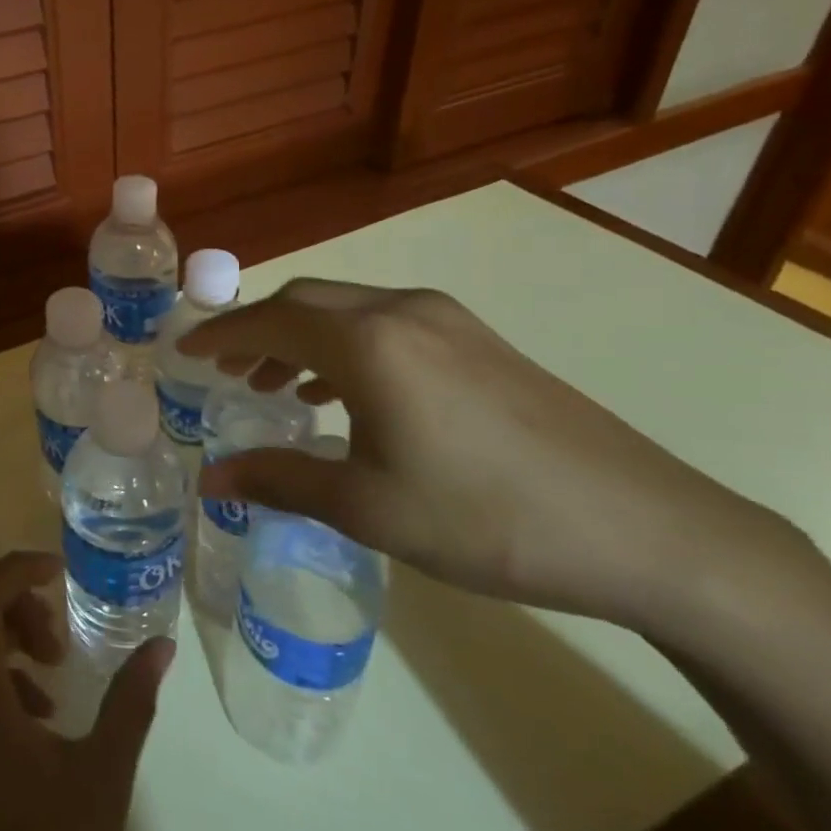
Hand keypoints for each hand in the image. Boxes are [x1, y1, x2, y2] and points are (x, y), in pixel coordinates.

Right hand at [180, 279, 804, 630]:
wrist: (646, 529)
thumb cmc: (486, 519)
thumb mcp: (367, 506)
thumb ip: (279, 480)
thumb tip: (209, 479)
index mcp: (367, 342)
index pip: (268, 321)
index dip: (219, 335)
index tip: (184, 351)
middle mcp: (401, 311)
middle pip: (305, 302)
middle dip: (257, 329)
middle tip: (224, 369)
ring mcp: (447, 320)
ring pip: (346, 309)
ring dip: (301, 336)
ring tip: (276, 384)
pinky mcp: (478, 340)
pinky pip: (386, 323)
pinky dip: (344, 344)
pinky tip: (346, 391)